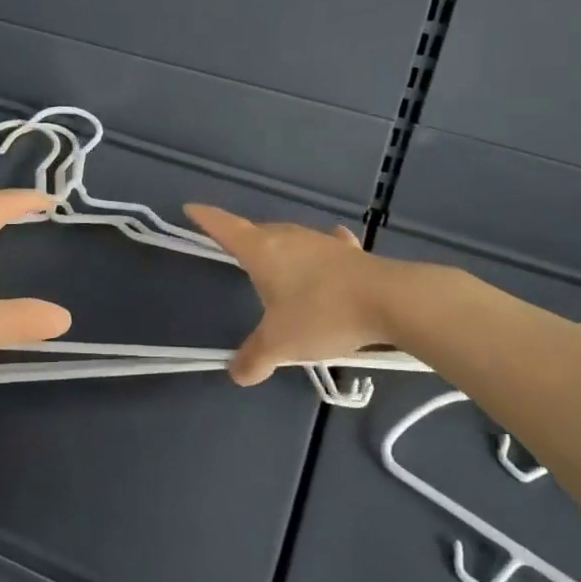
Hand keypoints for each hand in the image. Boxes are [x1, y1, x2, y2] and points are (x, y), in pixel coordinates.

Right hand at [184, 204, 392, 384]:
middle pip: (257, 232)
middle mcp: (288, 237)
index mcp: (263, 251)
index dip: (206, 218)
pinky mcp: (348, 252)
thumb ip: (255, 358)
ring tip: (276, 264)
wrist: (389, 301)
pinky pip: (325, 247)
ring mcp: (321, 242)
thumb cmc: (322, 315)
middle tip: (234, 253)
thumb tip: (237, 374)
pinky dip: (319, 251)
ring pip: (290, 239)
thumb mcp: (281, 344)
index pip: (226, 227)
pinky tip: (327, 252)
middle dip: (244, 240)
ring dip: (279, 249)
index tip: (191, 208)